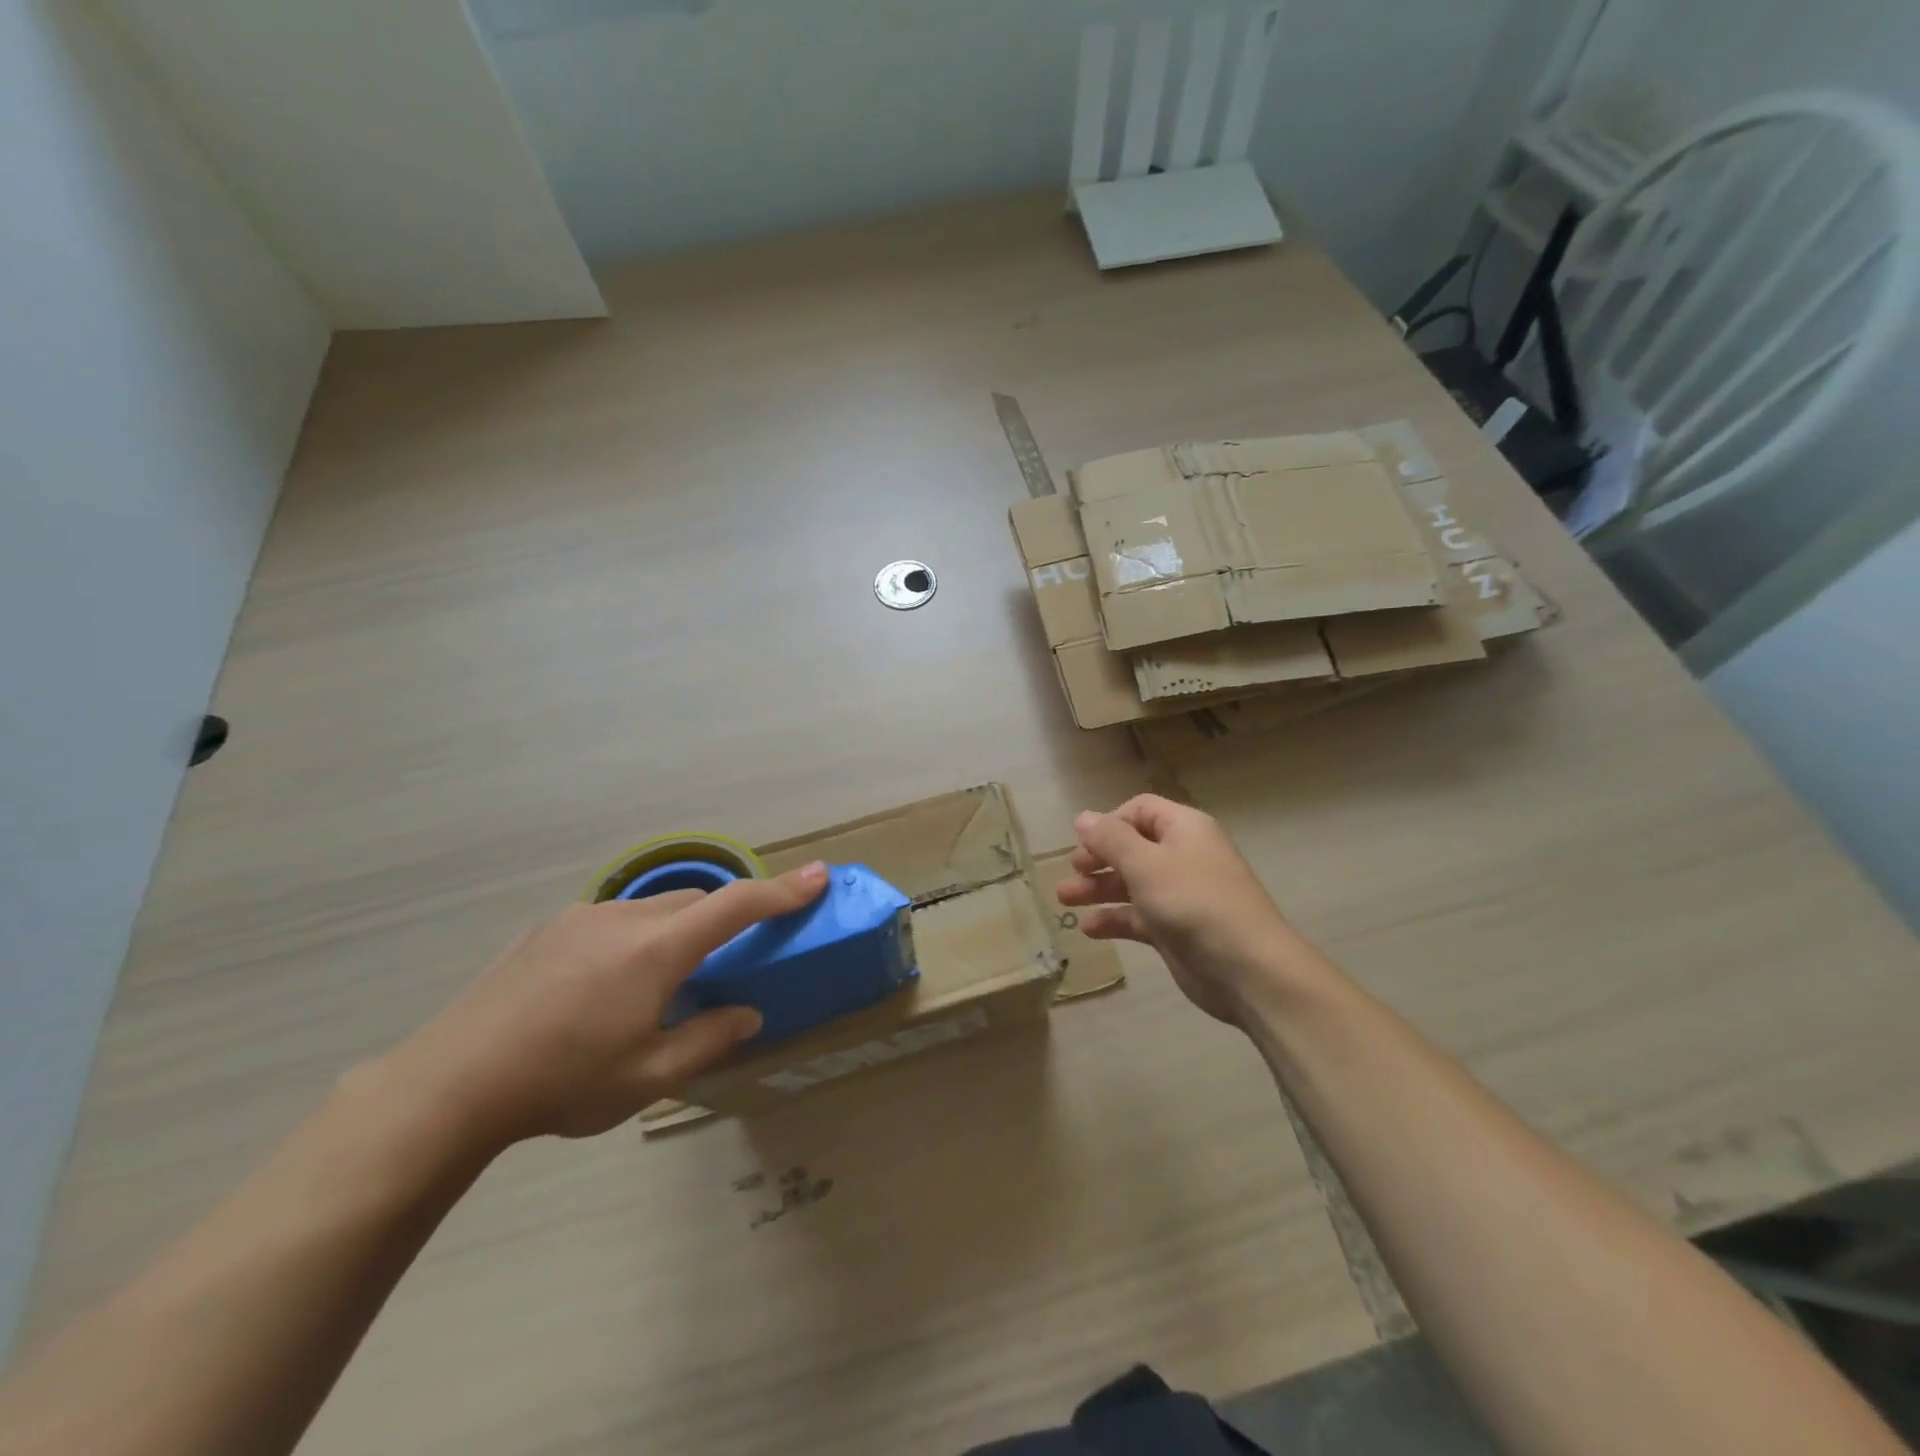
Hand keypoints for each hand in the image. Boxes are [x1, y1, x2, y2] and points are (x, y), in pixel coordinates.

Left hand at [376, 863, 829, 1147]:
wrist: (448, 1084)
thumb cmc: (561, 1083)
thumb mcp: (647, 1077)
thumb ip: (708, 1039)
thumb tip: (748, 1014)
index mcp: (656, 951)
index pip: (735, 906)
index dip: (782, 890)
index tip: (818, 875)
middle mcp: (624, 919)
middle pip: (694, 902)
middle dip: (723, 920)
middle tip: (728, 960)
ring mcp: (581, 918)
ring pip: (652, 909)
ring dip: (676, 931)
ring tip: (658, 985)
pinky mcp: (547, 929)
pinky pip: (613, 920)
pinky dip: (635, 938)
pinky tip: (604, 987)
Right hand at [1058, 796, 1302, 1023]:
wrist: (1246, 968)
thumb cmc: (1193, 902)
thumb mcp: (1145, 864)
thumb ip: (1110, 839)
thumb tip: (1082, 817)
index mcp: (1184, 829)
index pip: (1140, 810)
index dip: (1110, 823)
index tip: (1085, 843)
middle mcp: (1182, 856)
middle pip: (1132, 848)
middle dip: (1098, 858)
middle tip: (1073, 872)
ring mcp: (1179, 894)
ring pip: (1131, 883)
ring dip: (1098, 889)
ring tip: (1064, 900)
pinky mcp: (1175, 929)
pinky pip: (1138, 916)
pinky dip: (1114, 919)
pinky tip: (1089, 929)